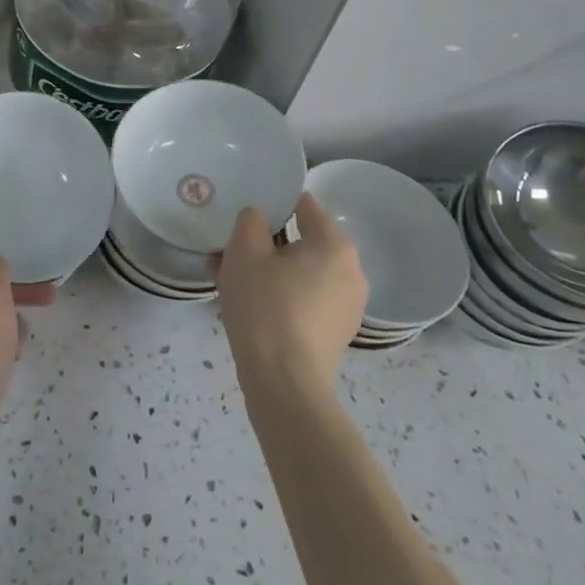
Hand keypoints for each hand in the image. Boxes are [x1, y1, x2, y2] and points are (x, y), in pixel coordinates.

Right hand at [215, 193, 367, 397]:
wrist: (283, 382)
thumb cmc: (264, 306)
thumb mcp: (244, 251)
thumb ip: (250, 220)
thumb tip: (259, 218)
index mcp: (334, 245)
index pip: (305, 206)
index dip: (274, 202)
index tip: (247, 212)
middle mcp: (351, 271)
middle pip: (303, 242)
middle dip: (267, 243)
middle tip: (233, 251)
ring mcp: (348, 306)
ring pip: (302, 273)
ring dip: (271, 271)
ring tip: (233, 280)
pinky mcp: (337, 333)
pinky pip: (306, 300)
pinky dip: (282, 296)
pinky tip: (251, 307)